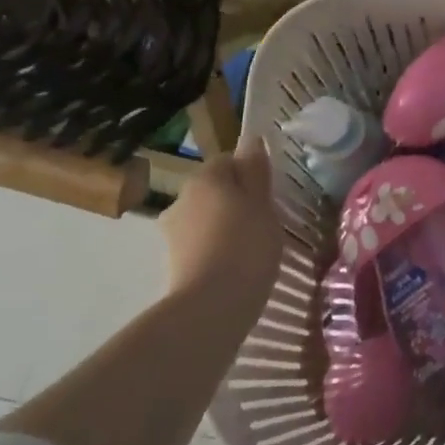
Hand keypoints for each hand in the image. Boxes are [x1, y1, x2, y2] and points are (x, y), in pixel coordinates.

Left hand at [160, 136, 280, 298]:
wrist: (213, 303)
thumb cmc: (247, 244)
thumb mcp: (263, 203)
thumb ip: (256, 170)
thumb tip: (251, 140)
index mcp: (204, 177)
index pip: (229, 160)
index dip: (252, 173)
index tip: (271, 193)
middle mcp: (181, 198)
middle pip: (216, 188)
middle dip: (237, 199)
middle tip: (267, 218)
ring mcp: (173, 231)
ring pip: (208, 216)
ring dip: (227, 224)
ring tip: (254, 245)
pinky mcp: (174, 260)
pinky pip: (203, 242)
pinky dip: (218, 247)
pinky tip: (238, 263)